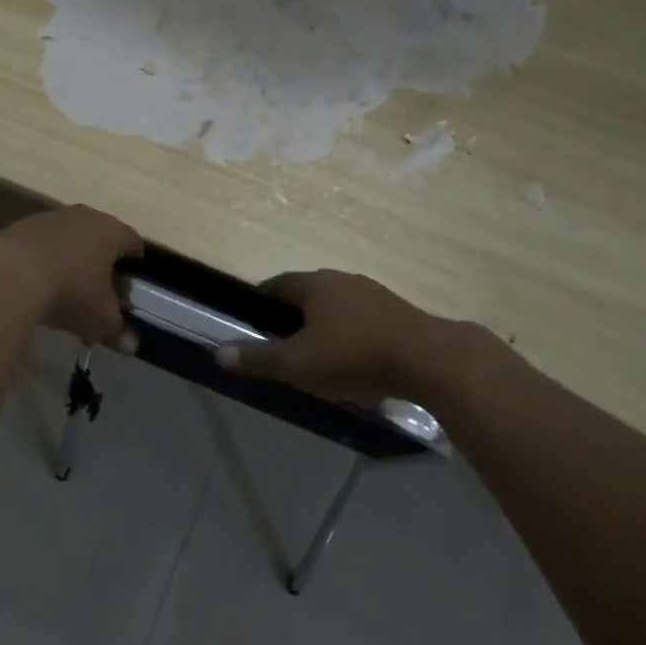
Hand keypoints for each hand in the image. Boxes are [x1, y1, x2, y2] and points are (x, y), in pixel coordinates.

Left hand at [0, 205, 142, 346]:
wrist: (7, 276)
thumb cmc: (70, 292)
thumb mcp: (100, 319)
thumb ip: (118, 330)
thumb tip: (131, 345)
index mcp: (111, 231)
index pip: (134, 244)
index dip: (135, 268)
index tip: (129, 290)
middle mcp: (84, 216)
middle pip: (101, 238)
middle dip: (102, 263)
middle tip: (99, 293)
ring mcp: (50, 218)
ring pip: (70, 239)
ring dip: (71, 260)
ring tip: (64, 291)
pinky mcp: (20, 226)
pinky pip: (42, 244)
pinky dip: (44, 261)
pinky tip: (36, 286)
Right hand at [217, 269, 462, 403]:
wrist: (428, 359)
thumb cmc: (353, 356)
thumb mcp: (298, 365)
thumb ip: (258, 359)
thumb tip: (217, 353)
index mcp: (314, 284)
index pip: (276, 285)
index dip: (260, 302)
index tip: (250, 322)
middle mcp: (341, 279)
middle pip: (306, 294)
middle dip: (291, 316)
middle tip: (281, 345)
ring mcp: (372, 292)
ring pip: (336, 306)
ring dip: (323, 325)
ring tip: (317, 355)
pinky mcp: (396, 311)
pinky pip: (361, 318)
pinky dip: (350, 334)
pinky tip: (354, 359)